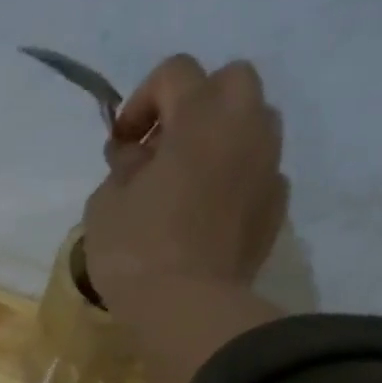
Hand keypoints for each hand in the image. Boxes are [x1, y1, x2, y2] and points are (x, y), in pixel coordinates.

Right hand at [83, 55, 289, 382]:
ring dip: (221, 138)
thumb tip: (137, 158)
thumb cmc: (136, 252)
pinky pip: (258, 173)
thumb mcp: (105, 205)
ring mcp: (268, 168)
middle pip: (231, 81)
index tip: (122, 144)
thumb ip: (122, 168)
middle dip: (195, 104)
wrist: (187, 310)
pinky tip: (207, 214)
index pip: (176, 72)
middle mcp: (245, 129)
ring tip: (187, 181)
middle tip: (163, 148)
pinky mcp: (276, 208)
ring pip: (253, 125)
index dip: (142, 100)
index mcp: (201, 118)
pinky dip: (235, 179)